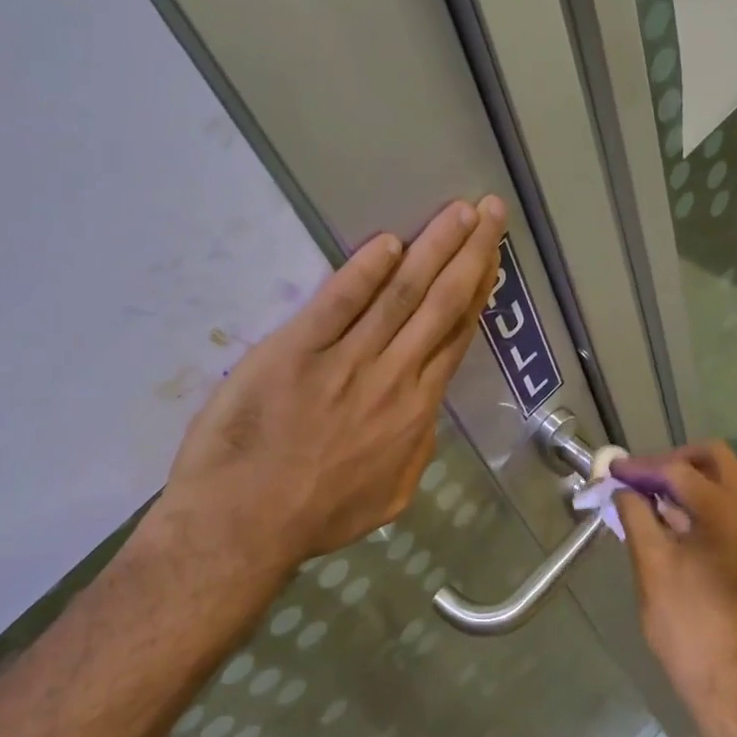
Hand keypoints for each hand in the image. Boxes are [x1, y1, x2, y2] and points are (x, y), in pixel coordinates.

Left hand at [156, 196, 506, 575]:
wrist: (245, 526)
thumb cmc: (315, 515)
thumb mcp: (389, 496)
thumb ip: (415, 449)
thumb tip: (424, 414)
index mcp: (415, 411)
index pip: (454, 338)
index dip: (477, 293)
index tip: (490, 259)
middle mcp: (392, 377)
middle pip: (440, 304)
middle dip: (470, 253)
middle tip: (491, 210)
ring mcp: (345, 361)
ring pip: (402, 294)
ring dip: (434, 248)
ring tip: (459, 211)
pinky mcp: (296, 351)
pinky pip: (339, 303)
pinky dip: (365, 271)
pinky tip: (388, 242)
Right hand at [611, 443, 736, 724]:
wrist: (732, 682)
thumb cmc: (688, 623)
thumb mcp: (651, 564)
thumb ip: (635, 515)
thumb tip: (621, 489)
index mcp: (730, 512)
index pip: (680, 470)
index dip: (642, 467)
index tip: (612, 471)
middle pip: (713, 460)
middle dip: (671, 462)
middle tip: (637, 479)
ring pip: (724, 481)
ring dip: (686, 481)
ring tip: (647, 499)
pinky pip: (731, 506)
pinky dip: (701, 502)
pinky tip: (670, 520)